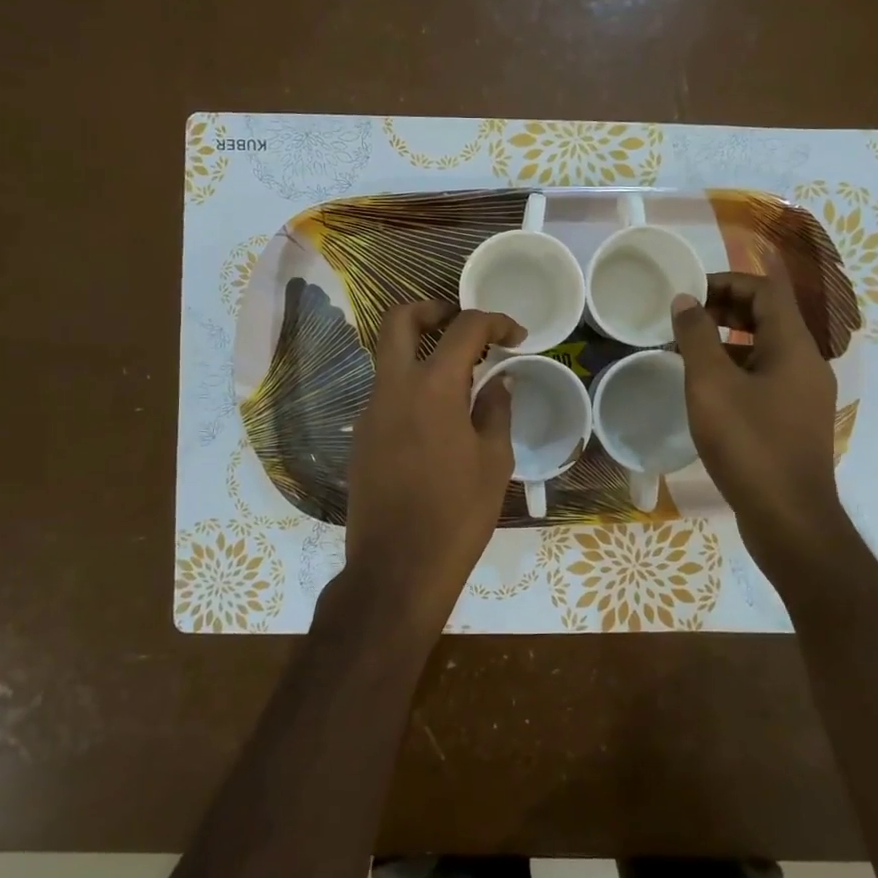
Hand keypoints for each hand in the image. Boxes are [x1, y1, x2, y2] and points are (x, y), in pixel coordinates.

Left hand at [343, 300, 522, 629]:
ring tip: (461, 378)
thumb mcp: (493, 460)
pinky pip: (386, 394)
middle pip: (400, 321)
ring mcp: (370, 412)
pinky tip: (439, 419)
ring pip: (389, 358)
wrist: (398, 568)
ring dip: (421, 351)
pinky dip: (412, 387)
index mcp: (432, 387)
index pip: (464, 328)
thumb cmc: (457, 513)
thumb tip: (498, 381)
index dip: (494, 322)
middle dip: (433, 310)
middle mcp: (393, 388)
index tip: (516, 335)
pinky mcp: (361, 437)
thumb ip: (496, 409)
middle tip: (463, 325)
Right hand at [671, 268, 850, 574]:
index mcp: (794, 346)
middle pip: (768, 317)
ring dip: (727, 340)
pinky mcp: (793, 422)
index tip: (689, 290)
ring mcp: (803, 395)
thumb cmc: (749, 444)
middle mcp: (806, 364)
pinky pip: (765, 379)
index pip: (766, 289)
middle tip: (683, 317)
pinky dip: (736, 370)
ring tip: (686, 350)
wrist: (789, 519)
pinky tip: (705, 389)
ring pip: (765, 350)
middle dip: (725, 308)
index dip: (728, 280)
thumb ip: (696, 337)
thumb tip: (685, 300)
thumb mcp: (712, 385)